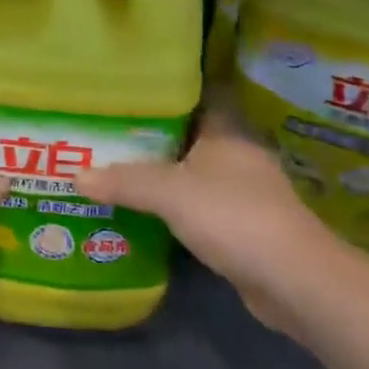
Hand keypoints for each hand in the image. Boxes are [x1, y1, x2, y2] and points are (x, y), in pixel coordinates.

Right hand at [78, 107, 341, 335]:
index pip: (197, 94)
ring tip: (118, 164)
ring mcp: (245, 191)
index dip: (167, 89)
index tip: (131, 87)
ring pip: (195, 171)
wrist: (293, 281)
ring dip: (165, 171)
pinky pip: (200, 205)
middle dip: (154, 133)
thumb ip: (124, 181)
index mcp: (226, 130)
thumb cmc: (233, 216)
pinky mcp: (244, 226)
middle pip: (190, 133)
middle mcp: (238, 154)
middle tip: (111, 128)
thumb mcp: (170, 193)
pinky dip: (177, 205)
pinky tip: (146, 209)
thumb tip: (75, 174)